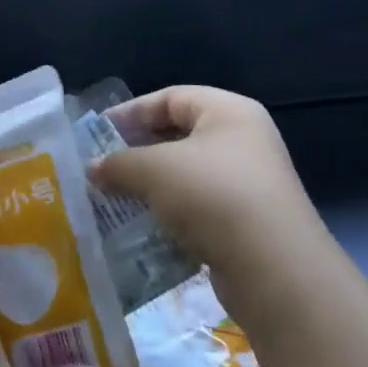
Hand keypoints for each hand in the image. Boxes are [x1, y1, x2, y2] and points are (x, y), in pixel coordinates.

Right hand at [90, 86, 328, 326]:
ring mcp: (249, 183)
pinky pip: (198, 207)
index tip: (97, 133)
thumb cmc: (212, 196)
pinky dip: (170, 213)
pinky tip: (143, 227)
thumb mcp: (154, 170)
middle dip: (138, 151)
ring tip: (115, 198)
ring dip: (151, 185)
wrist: (274, 269)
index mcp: (229, 112)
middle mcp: (244, 140)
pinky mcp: (247, 221)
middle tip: (103, 166)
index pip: (171, 97)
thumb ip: (118, 163)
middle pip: (179, 135)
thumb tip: (93, 169)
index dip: (131, 111)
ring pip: (187, 174)